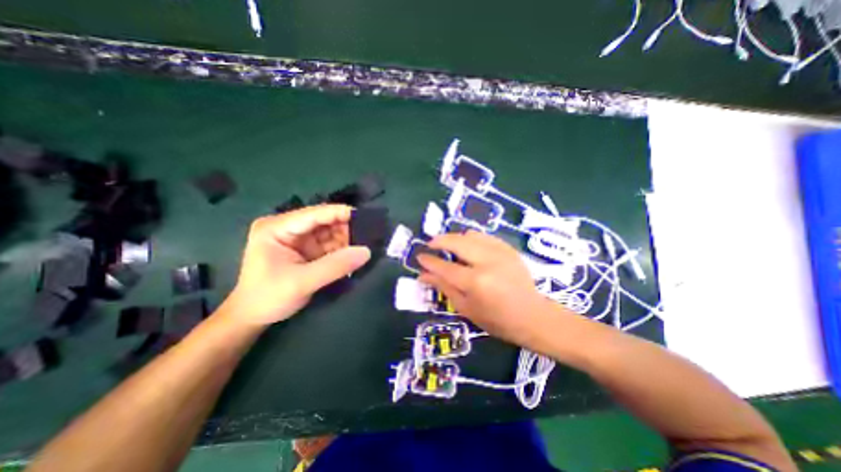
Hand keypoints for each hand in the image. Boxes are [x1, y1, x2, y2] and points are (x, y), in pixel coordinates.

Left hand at [222, 205, 369, 325]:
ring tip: (369, 243)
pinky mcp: (307, 250)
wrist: (252, 318)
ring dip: (348, 239)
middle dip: (347, 227)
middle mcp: (289, 228)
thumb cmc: (268, 298)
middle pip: (324, 221)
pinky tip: (357, 253)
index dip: (340, 213)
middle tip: (371, 234)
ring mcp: (299, 239)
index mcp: (277, 227)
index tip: (367, 217)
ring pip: (330, 233)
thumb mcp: (301, 282)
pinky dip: (344, 249)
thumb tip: (367, 251)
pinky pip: (330, 245)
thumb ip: (335, 266)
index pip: (314, 214)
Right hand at [419, 230, 566, 347]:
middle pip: (456, 242)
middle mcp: (487, 262)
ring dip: (455, 238)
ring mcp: (500, 252)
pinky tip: (468, 246)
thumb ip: (443, 287)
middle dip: (439, 240)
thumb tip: (423, 274)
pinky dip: (471, 239)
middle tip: (431, 244)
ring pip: (470, 235)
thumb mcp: (465, 308)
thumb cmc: (496, 320)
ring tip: (448, 246)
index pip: (444, 267)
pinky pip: (484, 236)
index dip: (429, 261)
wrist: (532, 316)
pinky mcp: (508, 249)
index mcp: (475, 282)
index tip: (419, 257)